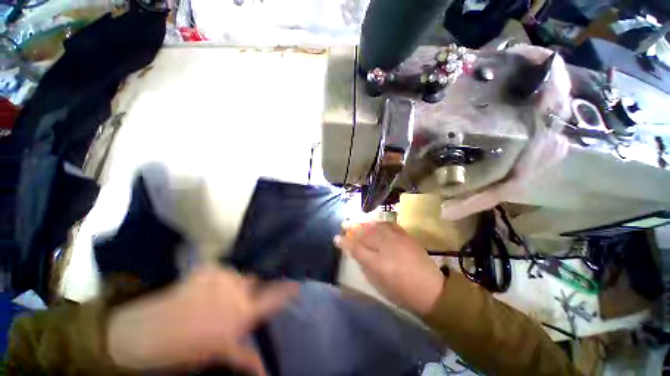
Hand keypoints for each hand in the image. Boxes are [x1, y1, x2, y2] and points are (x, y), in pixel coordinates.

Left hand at [107, 266, 297, 374]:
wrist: (148, 333)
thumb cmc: (186, 348)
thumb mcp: (218, 354)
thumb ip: (245, 357)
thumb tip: (267, 373)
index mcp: (243, 314)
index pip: (274, 298)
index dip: (288, 289)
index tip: (297, 283)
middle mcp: (238, 291)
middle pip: (256, 281)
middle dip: (252, 286)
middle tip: (237, 297)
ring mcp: (223, 276)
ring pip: (238, 276)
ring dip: (232, 285)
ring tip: (215, 298)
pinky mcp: (209, 268)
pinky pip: (221, 271)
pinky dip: (216, 279)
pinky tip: (203, 290)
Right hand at [334, 222, 443, 314]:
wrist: (430, 289)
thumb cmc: (401, 291)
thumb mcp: (378, 283)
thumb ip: (365, 265)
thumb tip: (354, 252)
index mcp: (377, 263)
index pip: (356, 248)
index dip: (345, 242)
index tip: (336, 237)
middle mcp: (386, 247)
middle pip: (365, 234)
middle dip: (352, 228)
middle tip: (344, 224)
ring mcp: (397, 239)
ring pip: (375, 227)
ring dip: (364, 224)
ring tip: (357, 222)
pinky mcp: (406, 236)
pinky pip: (389, 225)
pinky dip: (379, 223)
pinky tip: (375, 223)